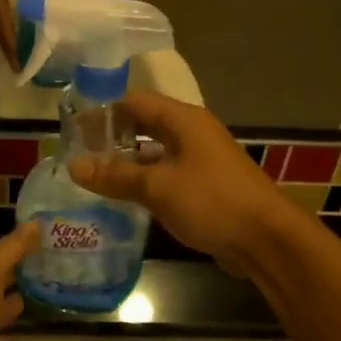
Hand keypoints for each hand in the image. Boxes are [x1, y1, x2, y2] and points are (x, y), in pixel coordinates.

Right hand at [67, 90, 293, 274]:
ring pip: (156, 152)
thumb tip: (74, 165)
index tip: (75, 130)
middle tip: (80, 154)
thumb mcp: (157, 187)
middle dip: (113, 137)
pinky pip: (167, 175)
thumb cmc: (211, 201)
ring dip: (127, 162)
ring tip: (94, 177)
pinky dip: (145, 181)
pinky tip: (124, 198)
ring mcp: (201, 160)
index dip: (104, 112)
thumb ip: (115, 176)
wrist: (266, 238)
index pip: (135, 102)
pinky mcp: (205, 186)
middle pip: (145, 124)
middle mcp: (193, 133)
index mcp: (183, 120)